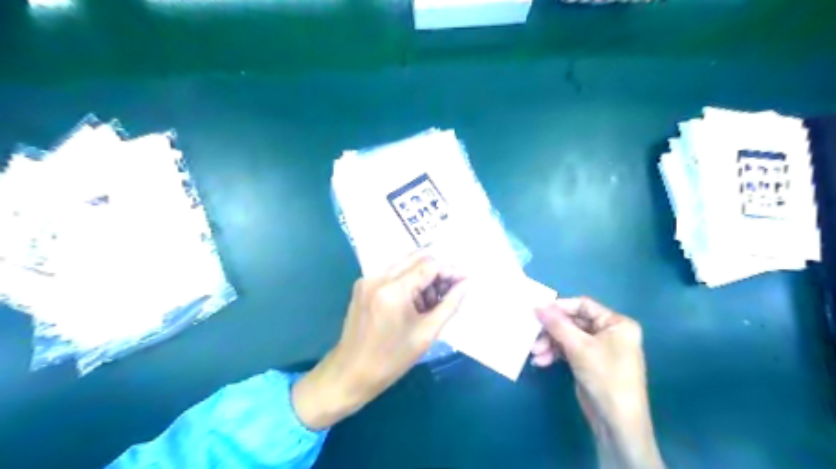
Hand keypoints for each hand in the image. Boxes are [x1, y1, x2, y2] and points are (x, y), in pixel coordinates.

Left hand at [291, 255, 466, 429]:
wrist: (350, 373)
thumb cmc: (391, 359)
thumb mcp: (426, 334)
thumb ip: (449, 305)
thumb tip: (466, 284)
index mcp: (394, 290)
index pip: (429, 266)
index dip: (450, 270)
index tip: (465, 280)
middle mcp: (378, 277)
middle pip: (417, 258)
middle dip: (438, 270)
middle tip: (451, 289)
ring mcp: (367, 279)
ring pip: (405, 264)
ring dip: (423, 276)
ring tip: (432, 301)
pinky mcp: (362, 285)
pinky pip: (392, 273)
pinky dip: (408, 281)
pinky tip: (414, 301)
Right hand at [532, 299, 663, 467]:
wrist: (617, 422)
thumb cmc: (605, 377)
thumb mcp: (579, 347)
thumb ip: (557, 324)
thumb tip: (536, 306)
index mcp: (616, 323)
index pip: (583, 305)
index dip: (560, 307)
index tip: (537, 312)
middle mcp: (609, 332)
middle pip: (573, 322)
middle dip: (552, 331)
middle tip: (532, 336)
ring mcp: (599, 348)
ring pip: (568, 337)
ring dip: (550, 344)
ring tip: (535, 354)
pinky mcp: (589, 362)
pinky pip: (568, 350)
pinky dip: (555, 354)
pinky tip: (541, 362)